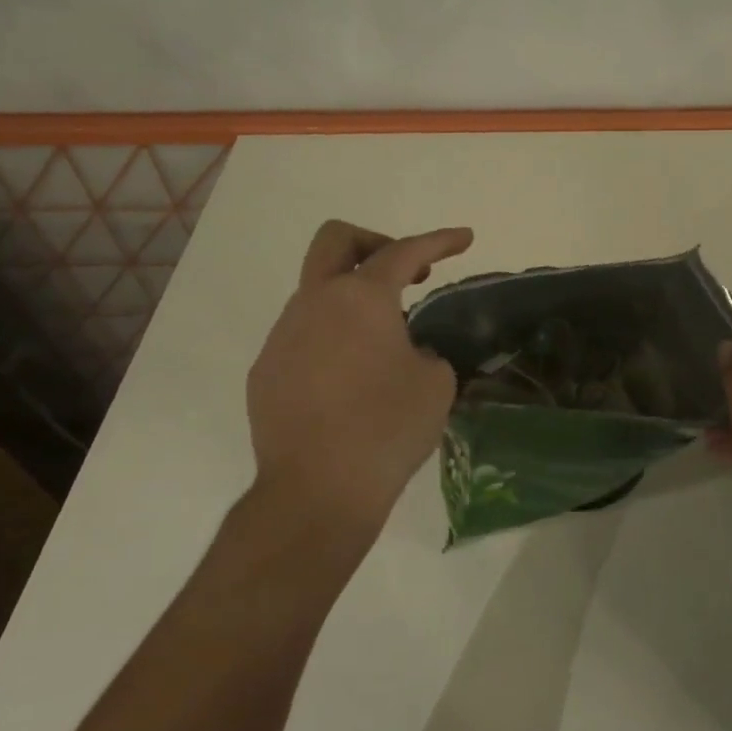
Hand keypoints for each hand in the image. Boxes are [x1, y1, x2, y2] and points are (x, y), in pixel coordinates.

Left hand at [245, 220, 473, 543]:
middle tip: (407, 274)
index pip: (404, 251)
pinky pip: (302, 337)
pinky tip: (347, 384)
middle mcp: (315, 303)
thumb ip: (424, 350)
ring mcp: (283, 336)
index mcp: (361, 298)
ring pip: (317, 293)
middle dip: (375, 243)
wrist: (317, 491)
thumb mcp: (435, 383)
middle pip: (335, 240)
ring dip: (352, 301)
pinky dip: (331, 341)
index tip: (465, 238)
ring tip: (381, 347)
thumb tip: (406, 353)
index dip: (439, 240)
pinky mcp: (266, 371)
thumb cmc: (387, 428)